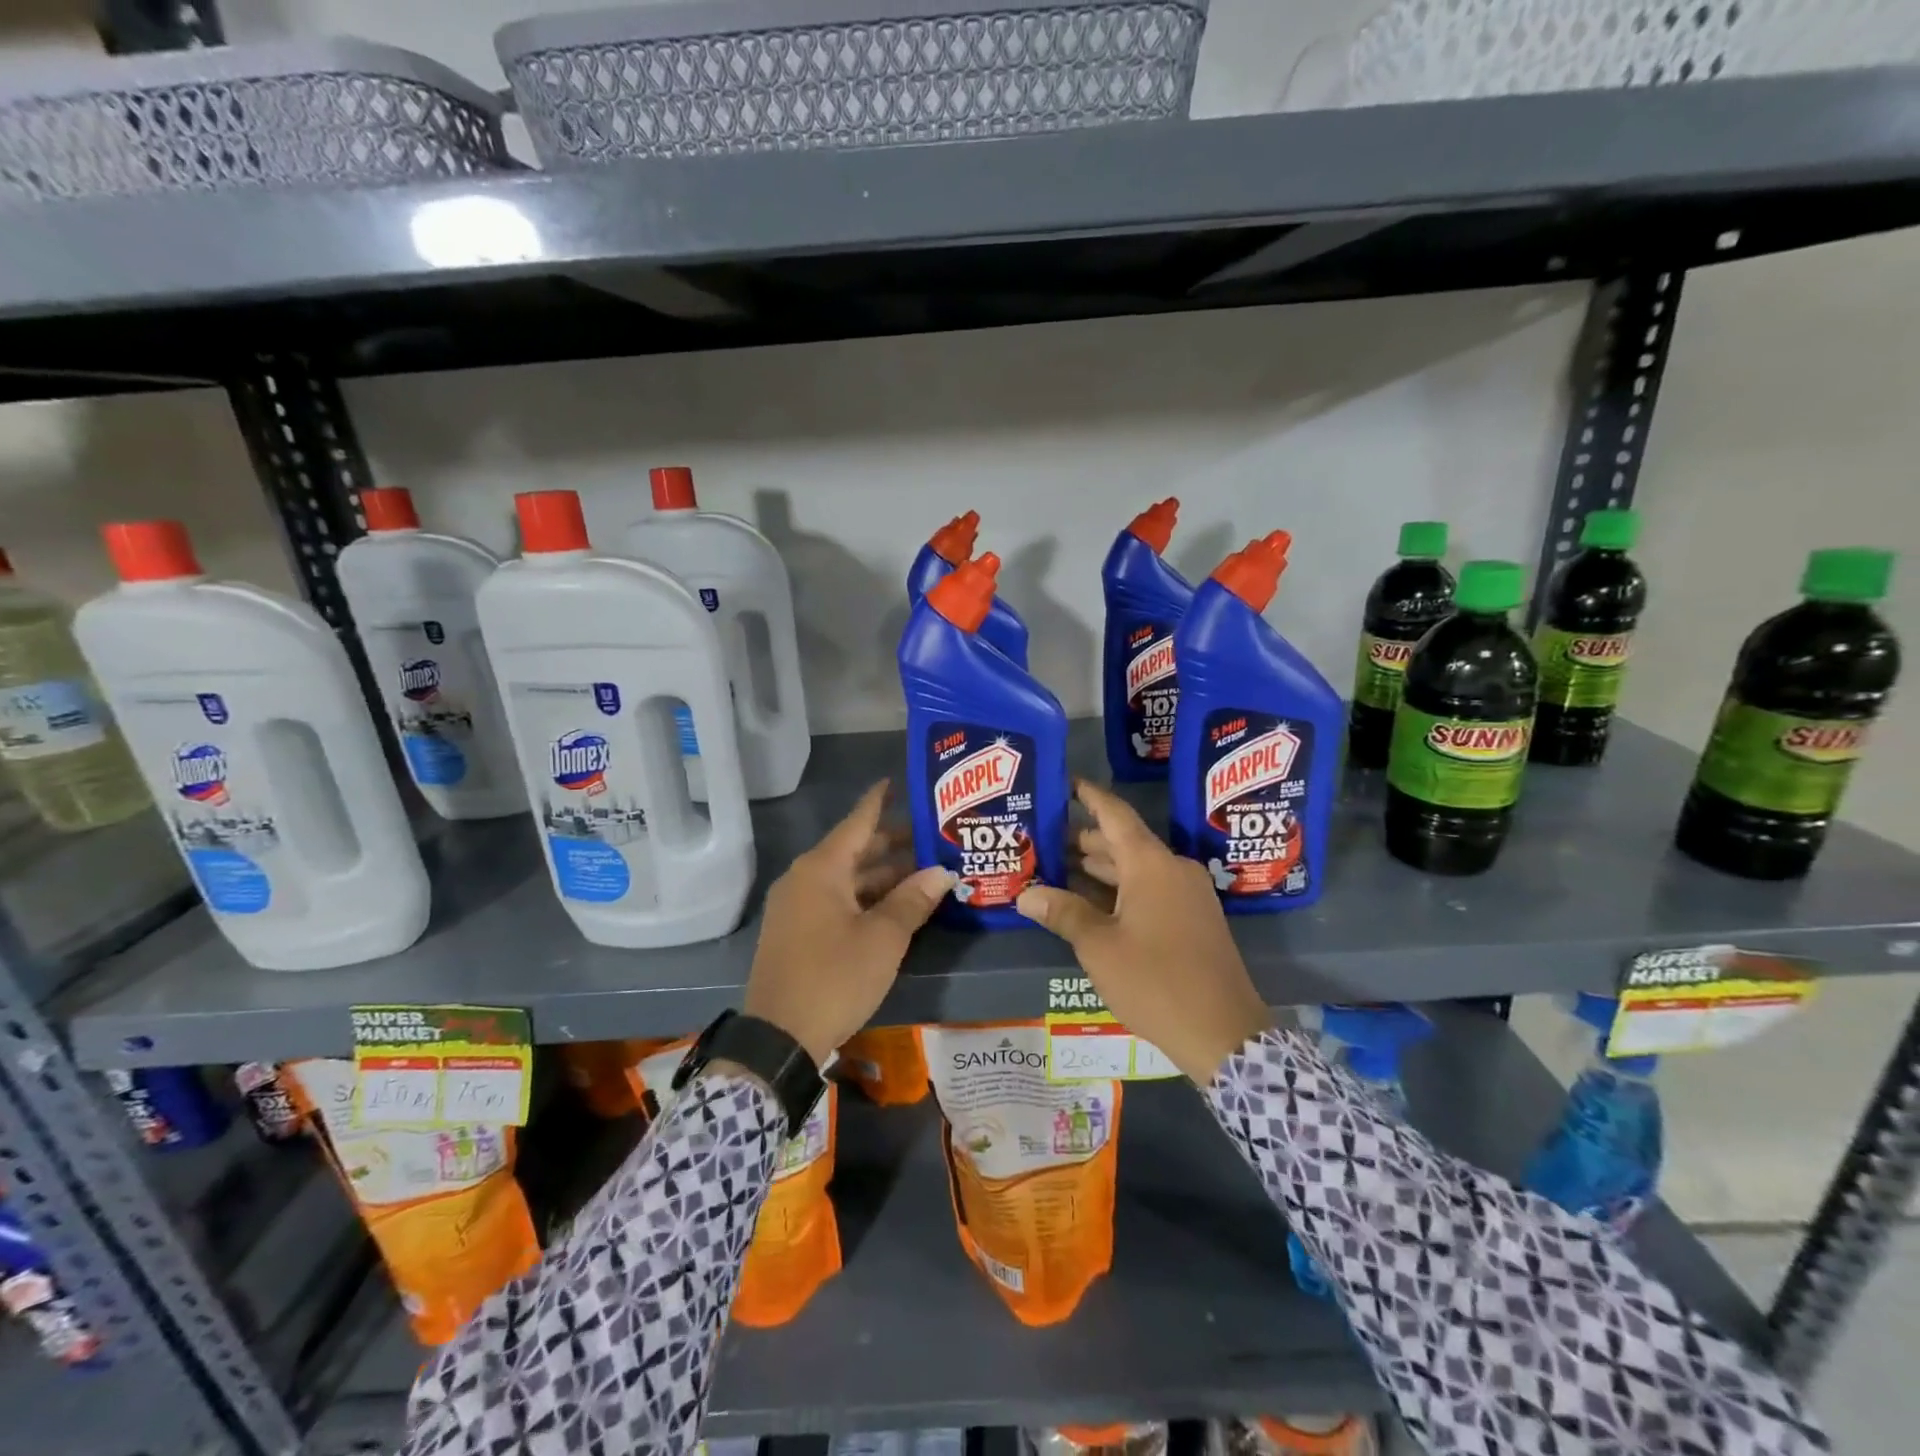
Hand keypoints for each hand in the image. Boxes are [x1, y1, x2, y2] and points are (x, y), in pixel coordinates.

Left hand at [743, 781, 955, 1065]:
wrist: (777, 1038)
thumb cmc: (835, 977)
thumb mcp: (883, 939)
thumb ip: (913, 900)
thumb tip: (943, 872)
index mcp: (821, 869)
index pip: (857, 821)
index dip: (880, 801)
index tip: (899, 781)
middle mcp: (805, 879)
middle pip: (854, 850)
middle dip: (893, 844)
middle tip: (933, 837)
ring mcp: (797, 907)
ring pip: (846, 878)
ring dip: (882, 875)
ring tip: (924, 872)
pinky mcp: (796, 932)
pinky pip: (836, 900)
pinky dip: (865, 897)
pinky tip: (894, 906)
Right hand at [1017, 780, 1272, 1084]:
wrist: (1223, 1032)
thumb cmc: (1155, 980)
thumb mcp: (1099, 946)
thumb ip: (1063, 913)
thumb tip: (1025, 895)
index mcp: (1151, 864)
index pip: (1115, 814)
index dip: (1088, 796)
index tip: (1064, 782)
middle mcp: (1172, 869)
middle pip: (1122, 843)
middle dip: (1082, 840)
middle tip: (1041, 838)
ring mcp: (1187, 894)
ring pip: (1136, 869)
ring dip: (1099, 869)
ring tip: (1055, 868)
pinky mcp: (1194, 919)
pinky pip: (1150, 890)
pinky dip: (1119, 890)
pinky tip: (1090, 902)